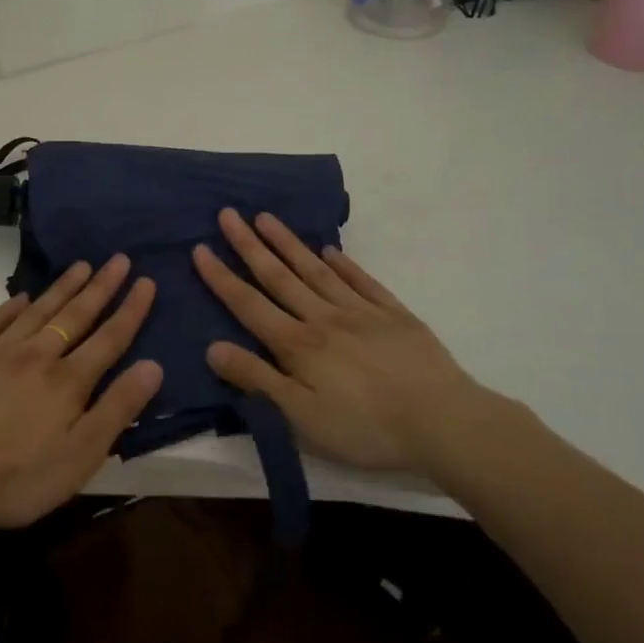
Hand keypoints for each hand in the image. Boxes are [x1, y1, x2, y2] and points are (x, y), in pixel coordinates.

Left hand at [0, 255, 161, 541]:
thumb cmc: (16, 480)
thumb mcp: (80, 457)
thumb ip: (117, 409)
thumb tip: (153, 365)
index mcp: (67, 382)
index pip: (109, 338)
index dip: (130, 309)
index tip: (146, 281)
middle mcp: (35, 356)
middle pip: (75, 315)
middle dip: (101, 287)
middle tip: (119, 259)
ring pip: (37, 311)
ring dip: (62, 288)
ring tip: (81, 266)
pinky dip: (10, 307)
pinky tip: (21, 297)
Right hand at [192, 209, 509, 476]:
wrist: (443, 421)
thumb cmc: (365, 427)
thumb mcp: (302, 417)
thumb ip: (258, 380)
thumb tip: (212, 348)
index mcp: (297, 344)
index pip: (249, 304)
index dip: (221, 277)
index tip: (200, 248)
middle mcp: (323, 317)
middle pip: (279, 276)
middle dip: (249, 245)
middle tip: (228, 214)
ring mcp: (360, 312)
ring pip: (315, 270)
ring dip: (288, 244)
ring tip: (266, 217)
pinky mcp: (394, 314)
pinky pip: (362, 281)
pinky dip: (344, 264)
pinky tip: (330, 250)